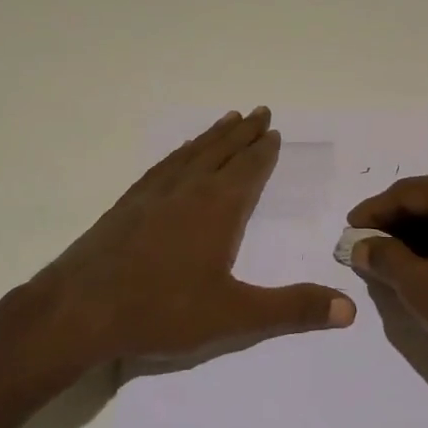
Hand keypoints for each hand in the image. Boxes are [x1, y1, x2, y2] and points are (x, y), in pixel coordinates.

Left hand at [19, 108, 355, 373]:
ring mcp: (152, 194)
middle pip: (220, 151)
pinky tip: (176, 158)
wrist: (78, 310)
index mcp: (216, 208)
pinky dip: (178, 154)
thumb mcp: (234, 315)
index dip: (263, 150)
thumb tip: (349, 309)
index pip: (248, 169)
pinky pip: (161, 167)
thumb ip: (291, 310)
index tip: (273, 129)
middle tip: (258, 111)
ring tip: (225, 120)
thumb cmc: (161, 310)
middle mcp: (186, 190)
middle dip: (242, 132)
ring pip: (190, 154)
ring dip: (211, 136)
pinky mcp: (126, 205)